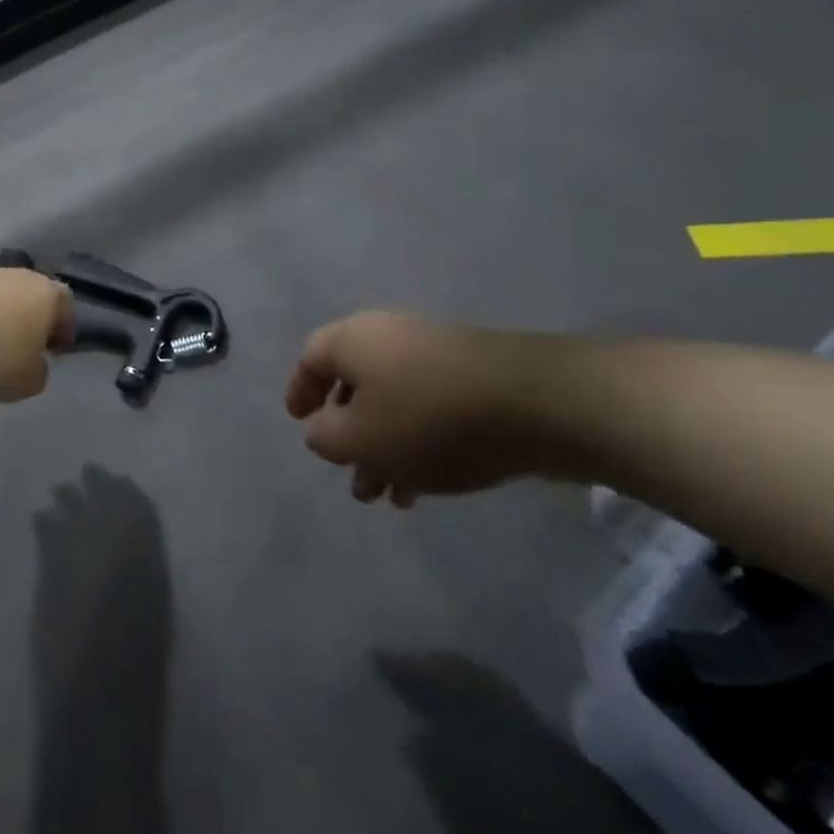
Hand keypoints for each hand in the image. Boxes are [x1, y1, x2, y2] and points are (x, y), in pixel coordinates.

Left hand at [0, 270, 75, 401]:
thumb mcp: (28, 381)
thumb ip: (39, 372)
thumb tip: (33, 364)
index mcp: (47, 294)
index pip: (66, 305)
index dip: (63, 329)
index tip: (53, 351)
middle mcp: (19, 276)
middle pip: (31, 297)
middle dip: (28, 322)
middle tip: (20, 350)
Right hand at [284, 311, 560, 506]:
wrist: (535, 403)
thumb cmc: (427, 418)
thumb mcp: (357, 438)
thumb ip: (325, 437)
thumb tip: (322, 430)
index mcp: (352, 339)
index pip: (310, 359)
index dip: (300, 392)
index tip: (298, 422)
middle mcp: (388, 336)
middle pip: (354, 384)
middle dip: (348, 433)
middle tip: (349, 474)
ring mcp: (435, 354)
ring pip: (393, 402)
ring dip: (383, 447)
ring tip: (388, 496)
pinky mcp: (474, 376)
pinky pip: (429, 409)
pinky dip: (417, 442)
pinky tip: (425, 485)